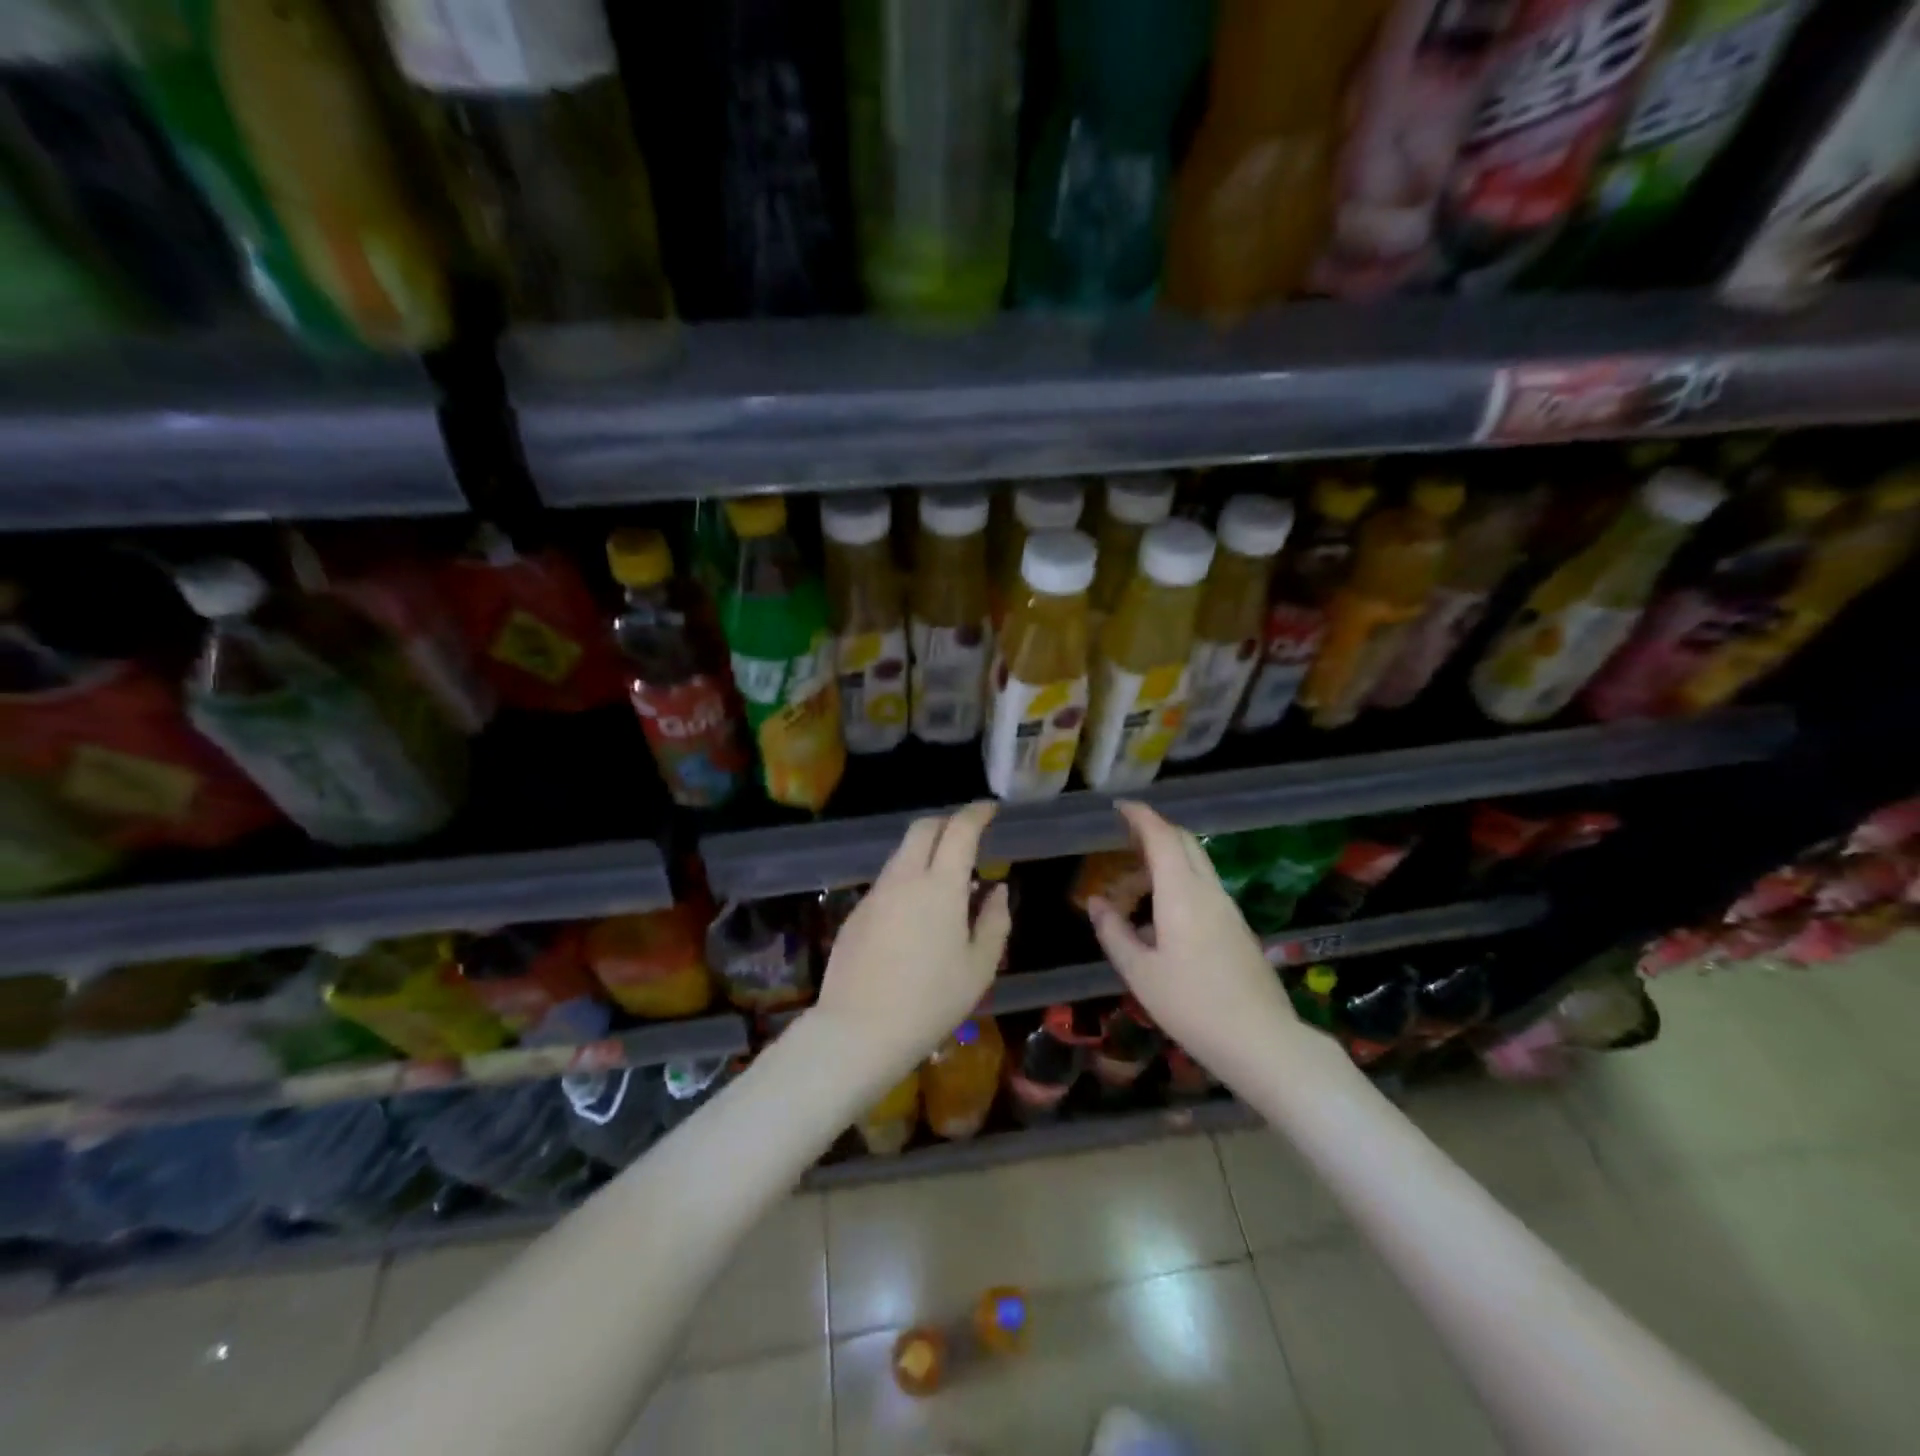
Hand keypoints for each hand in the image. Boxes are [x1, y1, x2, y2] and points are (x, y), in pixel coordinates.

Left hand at [813, 801, 1010, 1074]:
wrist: (859, 1030)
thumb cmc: (930, 1002)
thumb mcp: (979, 968)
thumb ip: (995, 921)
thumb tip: (997, 890)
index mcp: (940, 886)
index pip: (959, 830)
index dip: (976, 813)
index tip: (990, 810)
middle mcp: (904, 878)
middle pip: (923, 828)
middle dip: (947, 822)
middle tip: (967, 836)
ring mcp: (875, 893)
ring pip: (901, 853)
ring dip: (925, 851)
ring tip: (945, 878)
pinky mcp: (856, 912)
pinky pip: (887, 881)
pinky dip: (906, 879)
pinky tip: (914, 912)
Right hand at [1085, 801, 1295, 1067]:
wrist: (1262, 1041)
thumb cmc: (1192, 1005)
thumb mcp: (1140, 972)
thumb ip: (1114, 932)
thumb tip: (1096, 903)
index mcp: (1182, 894)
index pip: (1162, 837)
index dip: (1140, 817)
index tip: (1120, 807)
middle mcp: (1208, 891)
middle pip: (1185, 843)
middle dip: (1154, 831)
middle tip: (1123, 839)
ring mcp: (1228, 909)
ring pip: (1195, 866)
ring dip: (1164, 862)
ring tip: (1132, 888)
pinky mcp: (1237, 928)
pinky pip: (1203, 888)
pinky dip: (1178, 883)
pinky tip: (1160, 918)